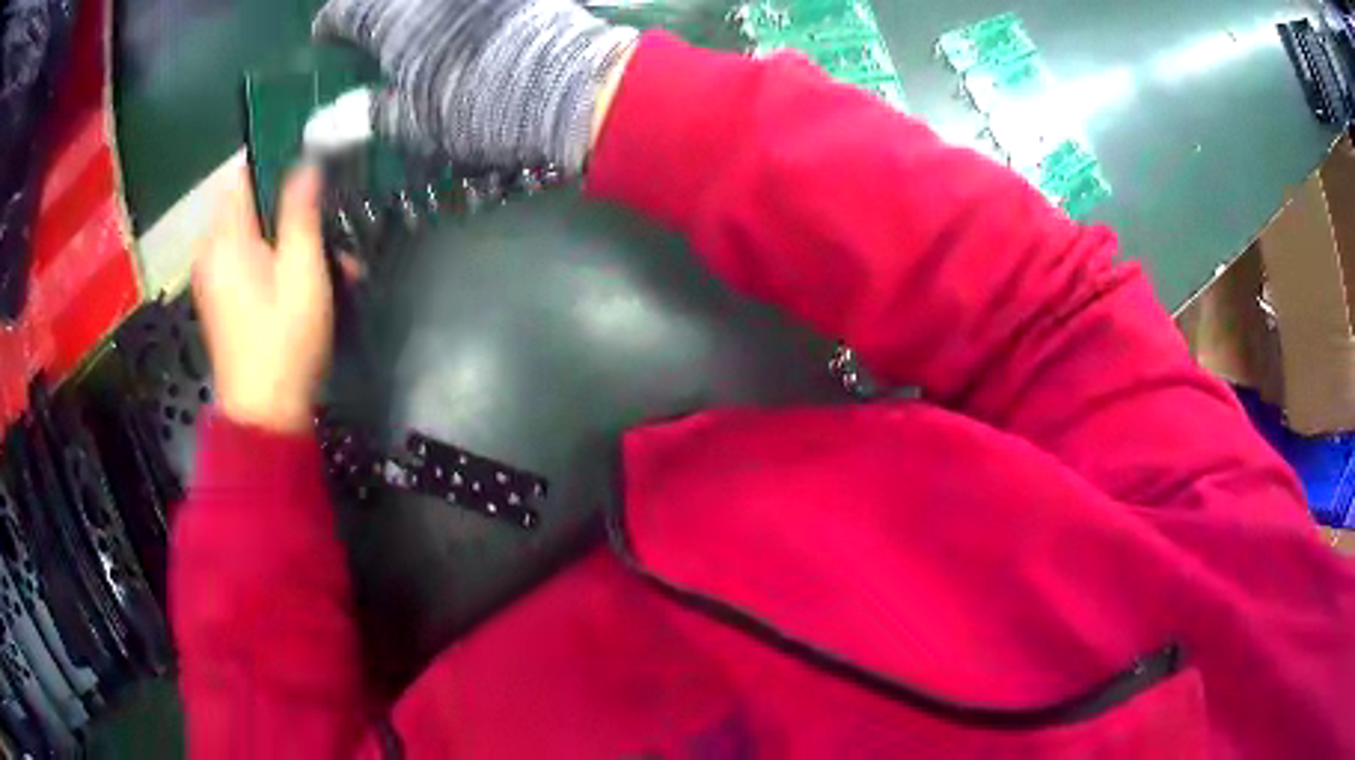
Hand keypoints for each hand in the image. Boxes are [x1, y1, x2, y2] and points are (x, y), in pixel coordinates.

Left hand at [191, 162, 331, 433]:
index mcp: (225, 237)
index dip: (275, 165)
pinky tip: (303, 285)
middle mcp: (211, 251)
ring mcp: (213, 278)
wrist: (264, 414)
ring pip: (253, 236)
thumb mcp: (302, 269)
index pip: (243, 174)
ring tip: (328, 265)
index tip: (309, 175)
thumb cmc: (283, 340)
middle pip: (250, 207)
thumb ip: (301, 210)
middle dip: (290, 213)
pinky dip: (273, 263)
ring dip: (288, 241)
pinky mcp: (220, 300)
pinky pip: (246, 262)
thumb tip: (306, 163)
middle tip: (326, 232)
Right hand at [313, 0, 636, 172]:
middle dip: (370, 12)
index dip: (330, 26)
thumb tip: (319, 129)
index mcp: (392, 14)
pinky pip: (464, 2)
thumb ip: (362, 116)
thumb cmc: (475, 105)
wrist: (566, 85)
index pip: (343, 11)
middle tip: (367, 34)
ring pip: (421, 0)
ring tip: (408, 32)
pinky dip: (448, 11)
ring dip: (408, 12)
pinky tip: (452, 25)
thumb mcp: (409, 121)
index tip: (326, 38)